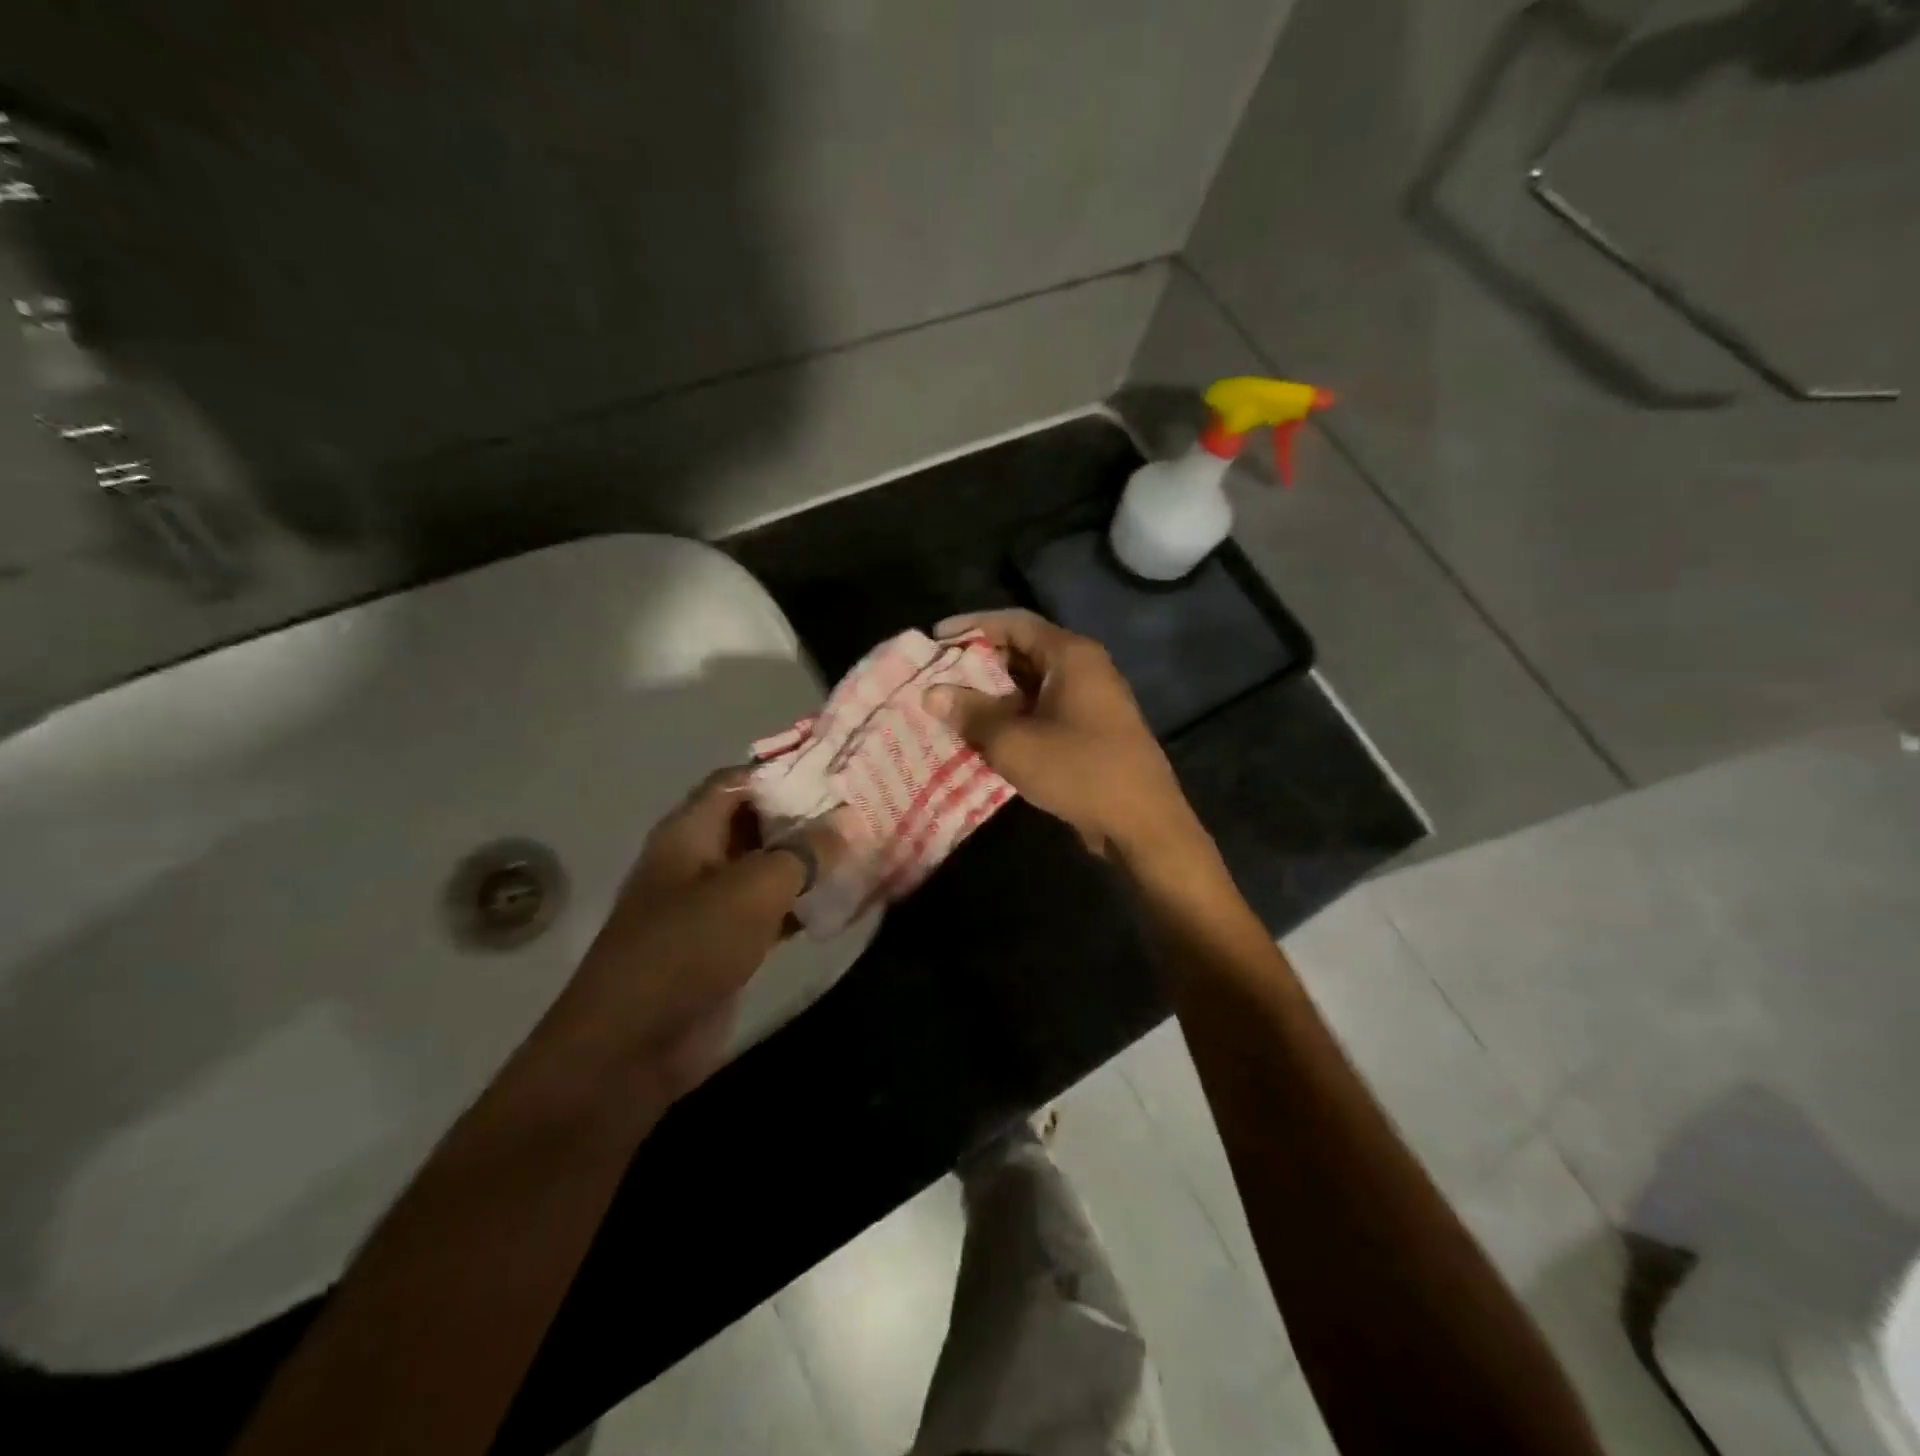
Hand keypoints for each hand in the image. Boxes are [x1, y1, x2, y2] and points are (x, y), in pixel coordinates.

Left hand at [554, 767, 846, 1103]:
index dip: (786, 769)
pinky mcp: (724, 944)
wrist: (633, 1046)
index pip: (740, 780)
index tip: (838, 767)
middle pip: (756, 822)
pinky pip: (770, 911)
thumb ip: (803, 852)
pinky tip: (843, 901)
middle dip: (805, 815)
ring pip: (767, 868)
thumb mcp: (752, 889)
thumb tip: (847, 821)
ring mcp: (710, 904)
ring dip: (808, 861)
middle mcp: (698, 859)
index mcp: (690, 831)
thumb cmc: (687, 948)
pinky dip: (802, 904)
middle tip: (861, 808)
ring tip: (863, 847)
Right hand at [925, 609, 1203, 863]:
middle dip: (979, 662)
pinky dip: (1013, 715)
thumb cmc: (1079, 770)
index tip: (936, 638)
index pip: (1014, 622)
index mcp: (1071, 655)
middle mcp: (1084, 668)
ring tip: (952, 706)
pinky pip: (1043, 709)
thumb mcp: (1014, 742)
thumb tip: (932, 693)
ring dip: (993, 693)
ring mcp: (1090, 699)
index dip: (972, 626)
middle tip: (938, 676)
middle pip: (1023, 650)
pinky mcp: (1090, 729)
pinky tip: (985, 734)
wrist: (1142, 822)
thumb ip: (971, 713)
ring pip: (1031, 683)